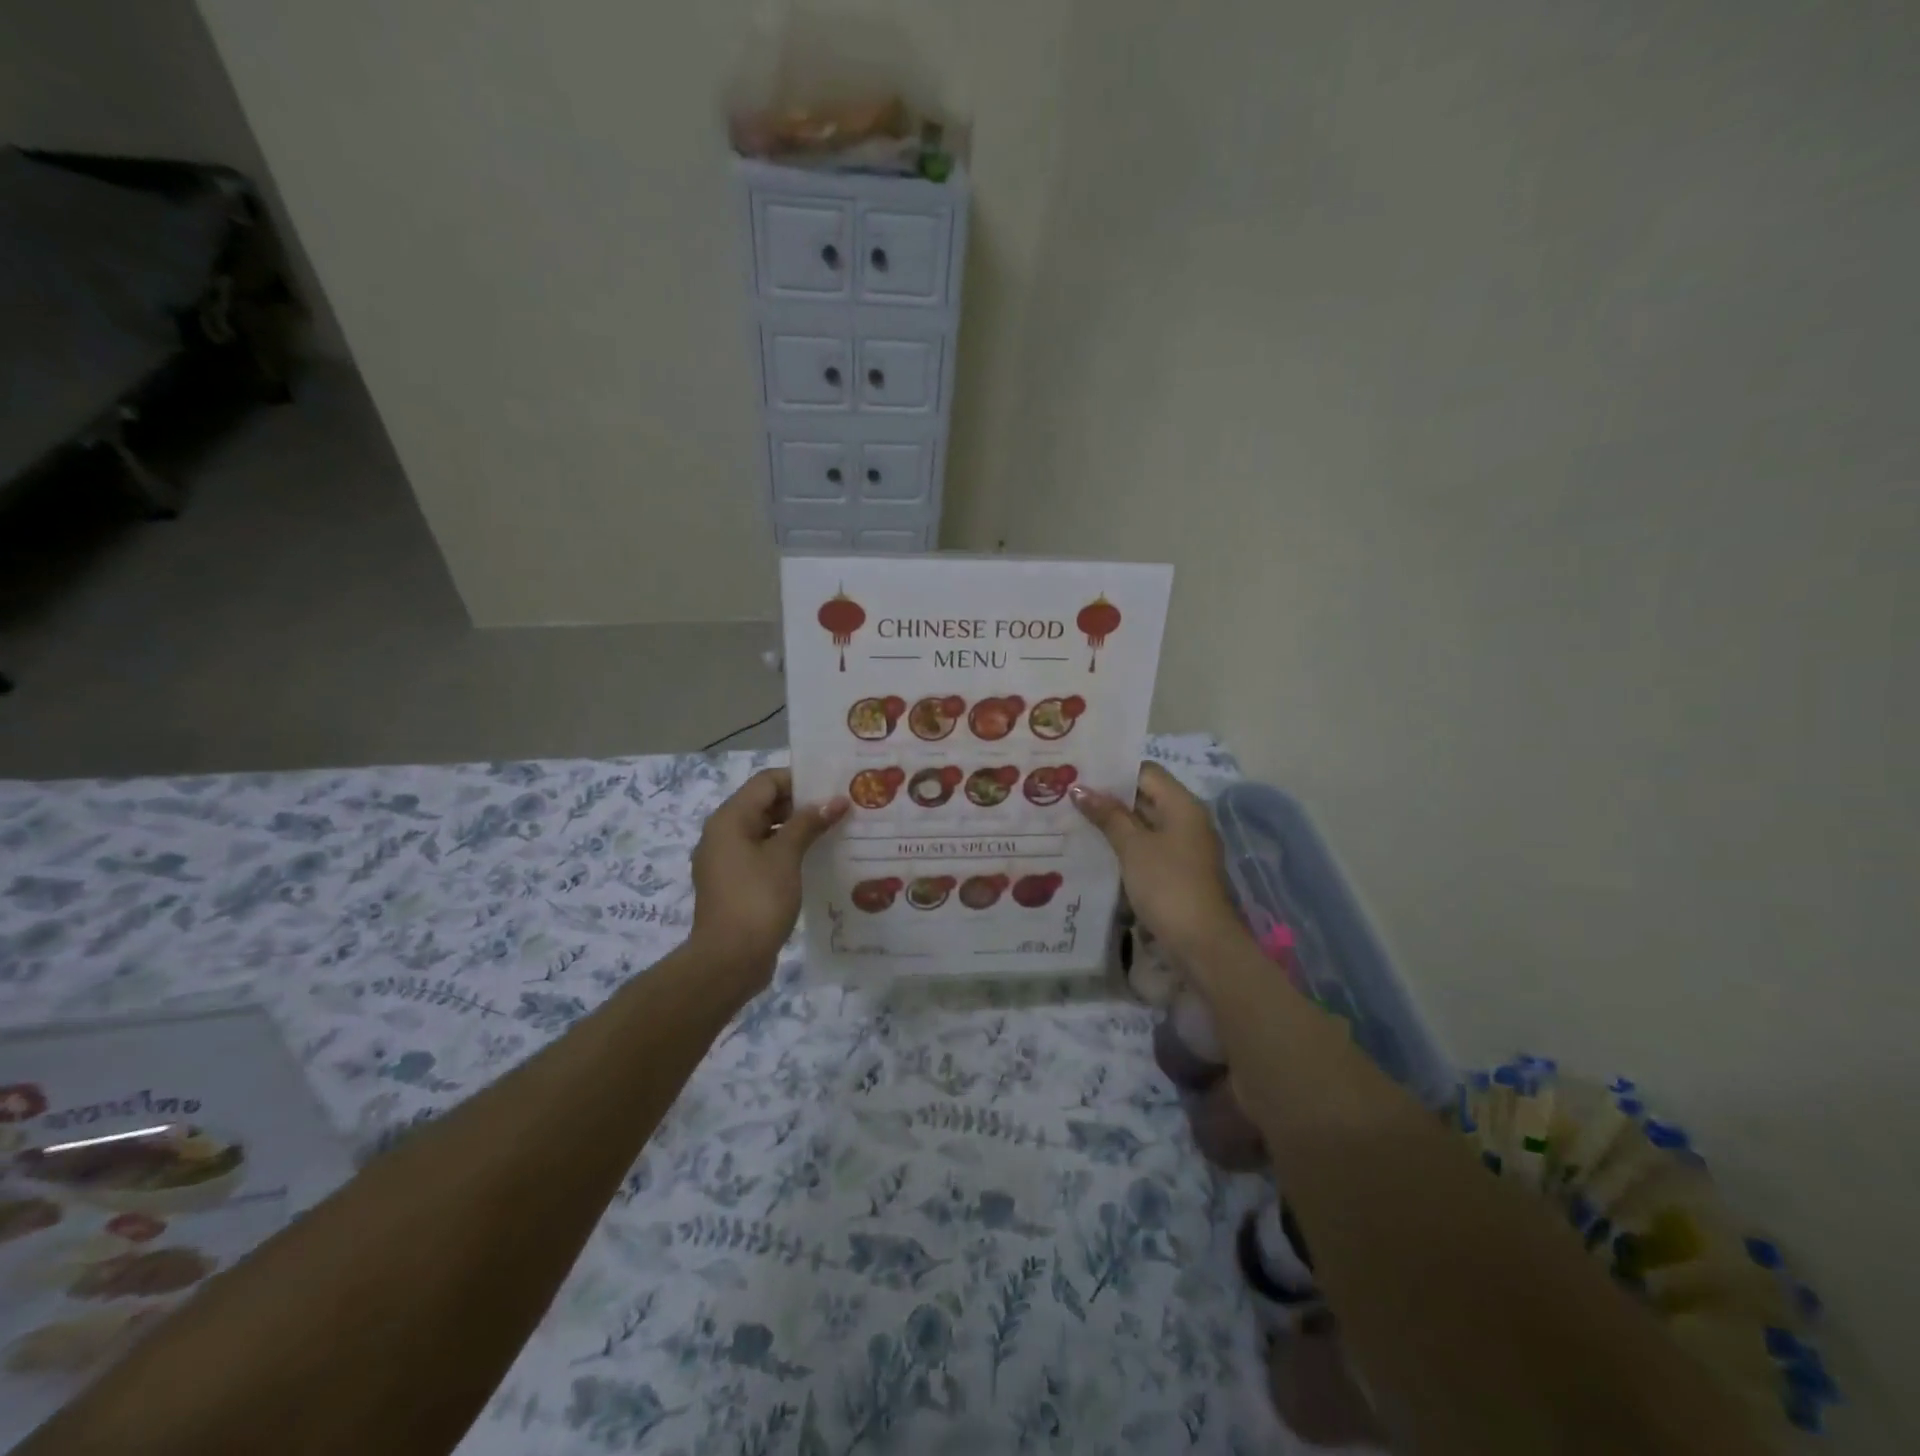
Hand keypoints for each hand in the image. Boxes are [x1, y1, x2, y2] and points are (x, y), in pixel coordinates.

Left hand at [690, 769, 847, 992]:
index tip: (834, 786)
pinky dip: (788, 852)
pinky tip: (817, 860)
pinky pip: (764, 855)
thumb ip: (809, 823)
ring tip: (836, 832)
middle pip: (766, 805)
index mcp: (729, 820)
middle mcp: (724, 834)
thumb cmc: (757, 900)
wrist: (728, 961)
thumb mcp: (786, 856)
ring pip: (767, 831)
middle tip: (841, 808)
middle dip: (803, 805)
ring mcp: (728, 861)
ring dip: (798, 829)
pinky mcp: (737, 884)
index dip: (800, 780)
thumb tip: (835, 800)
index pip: (766, 782)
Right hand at [1071, 763, 1243, 964]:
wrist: (1201, 943)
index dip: (1114, 771)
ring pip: (1144, 824)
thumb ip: (1107, 816)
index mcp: (1182, 805)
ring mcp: (1183, 847)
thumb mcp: (1133, 847)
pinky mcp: (1177, 871)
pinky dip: (1124, 845)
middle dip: (1110, 797)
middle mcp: (1187, 820)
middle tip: (1070, 794)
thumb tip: (1079, 788)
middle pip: (1146, 796)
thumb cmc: (1167, 885)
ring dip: (1114, 822)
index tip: (1081, 772)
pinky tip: (1095, 849)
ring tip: (1074, 818)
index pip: (1146, 772)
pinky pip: (1147, 847)